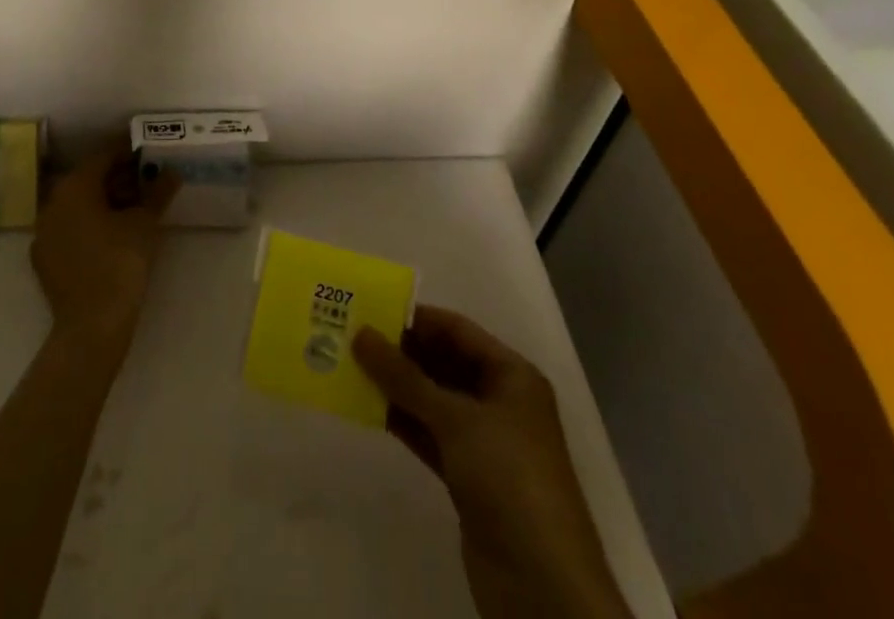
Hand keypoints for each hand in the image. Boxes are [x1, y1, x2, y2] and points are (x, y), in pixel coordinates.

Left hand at [30, 143, 179, 356]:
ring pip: (78, 205)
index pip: (103, 157)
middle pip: (89, 180)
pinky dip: (90, 225)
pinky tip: (112, 236)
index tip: (148, 153)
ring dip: (104, 201)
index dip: (128, 152)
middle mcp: (52, 203)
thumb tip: (171, 173)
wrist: (92, 326)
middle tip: (146, 182)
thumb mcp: (145, 223)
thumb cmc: (120, 262)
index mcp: (74, 186)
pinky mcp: (44, 259)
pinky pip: (70, 229)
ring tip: (134, 209)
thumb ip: (158, 192)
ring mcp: (44, 232)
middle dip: (118, 178)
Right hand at [353, 307, 631, 618]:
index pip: (458, 330)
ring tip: (350, 366)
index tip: (370, 309)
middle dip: (401, 351)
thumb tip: (361, 334)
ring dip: (397, 387)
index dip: (416, 318)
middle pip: (444, 363)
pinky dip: (403, 421)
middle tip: (352, 336)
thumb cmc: (509, 478)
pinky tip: (368, 408)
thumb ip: (405, 377)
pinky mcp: (468, 478)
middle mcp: (500, 402)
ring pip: (434, 400)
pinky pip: (430, 435)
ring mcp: (484, 442)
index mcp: (512, 375)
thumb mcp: (456, 419)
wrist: (543, 585)